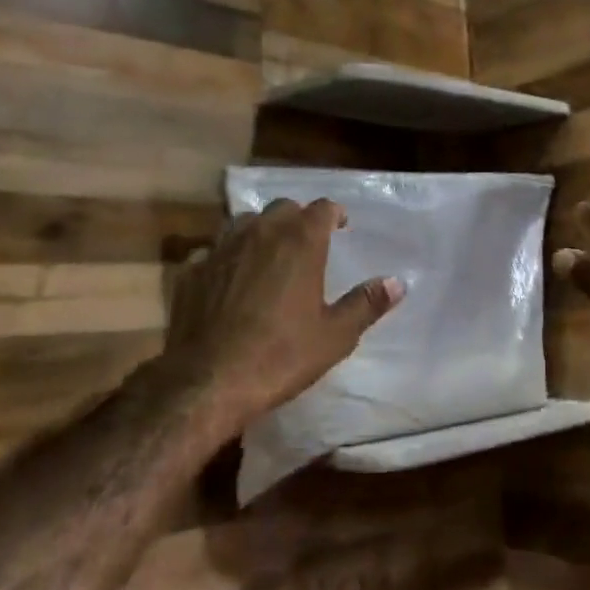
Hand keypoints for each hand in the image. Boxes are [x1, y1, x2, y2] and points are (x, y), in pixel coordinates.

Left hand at [165, 198, 403, 432]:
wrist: (208, 381)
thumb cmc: (281, 356)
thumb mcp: (335, 336)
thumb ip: (366, 304)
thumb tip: (397, 282)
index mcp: (300, 241)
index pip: (322, 208)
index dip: (334, 214)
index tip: (341, 226)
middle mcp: (261, 233)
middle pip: (283, 208)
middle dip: (297, 219)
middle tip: (306, 242)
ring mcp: (222, 248)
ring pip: (245, 222)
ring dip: (260, 231)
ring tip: (267, 254)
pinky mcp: (192, 269)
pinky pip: (213, 250)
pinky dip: (225, 257)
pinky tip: (227, 279)